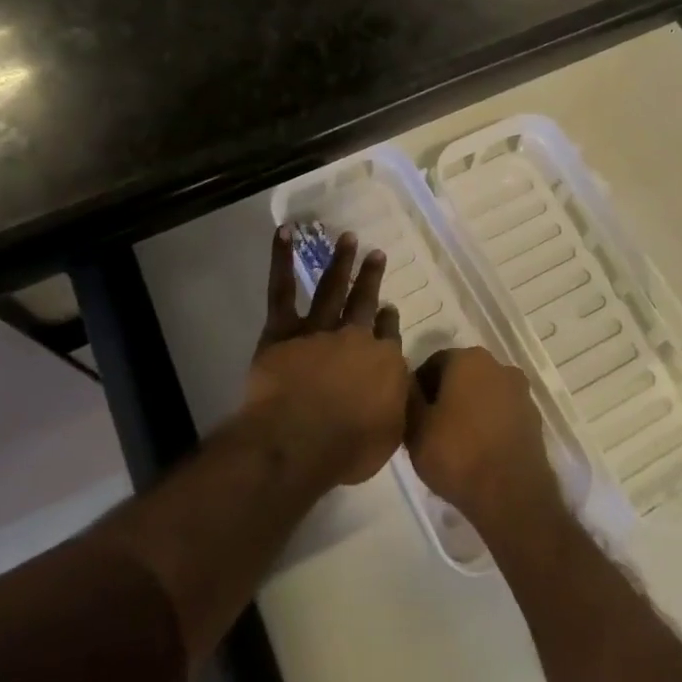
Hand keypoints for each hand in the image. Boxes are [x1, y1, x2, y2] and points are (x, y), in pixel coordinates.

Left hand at [243, 226, 409, 486]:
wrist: (300, 439)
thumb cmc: (347, 448)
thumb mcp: (389, 434)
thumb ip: (395, 406)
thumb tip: (399, 389)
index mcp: (382, 362)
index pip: (388, 335)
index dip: (388, 321)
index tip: (388, 309)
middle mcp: (355, 337)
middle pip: (365, 303)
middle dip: (371, 278)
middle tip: (376, 253)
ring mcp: (318, 329)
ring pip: (332, 288)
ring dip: (340, 262)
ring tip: (347, 237)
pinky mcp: (283, 330)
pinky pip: (282, 289)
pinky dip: (281, 259)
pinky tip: (284, 232)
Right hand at [406, 346, 562, 530]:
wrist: (511, 497)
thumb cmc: (457, 455)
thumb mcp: (415, 428)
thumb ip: (408, 397)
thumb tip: (408, 381)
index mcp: (468, 359)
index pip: (434, 363)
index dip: (419, 388)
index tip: (412, 414)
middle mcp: (498, 366)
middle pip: (461, 376)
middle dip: (445, 396)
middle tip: (430, 429)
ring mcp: (520, 393)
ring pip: (484, 395)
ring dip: (469, 410)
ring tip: (455, 444)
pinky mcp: (533, 420)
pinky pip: (502, 414)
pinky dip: (489, 425)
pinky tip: (478, 452)